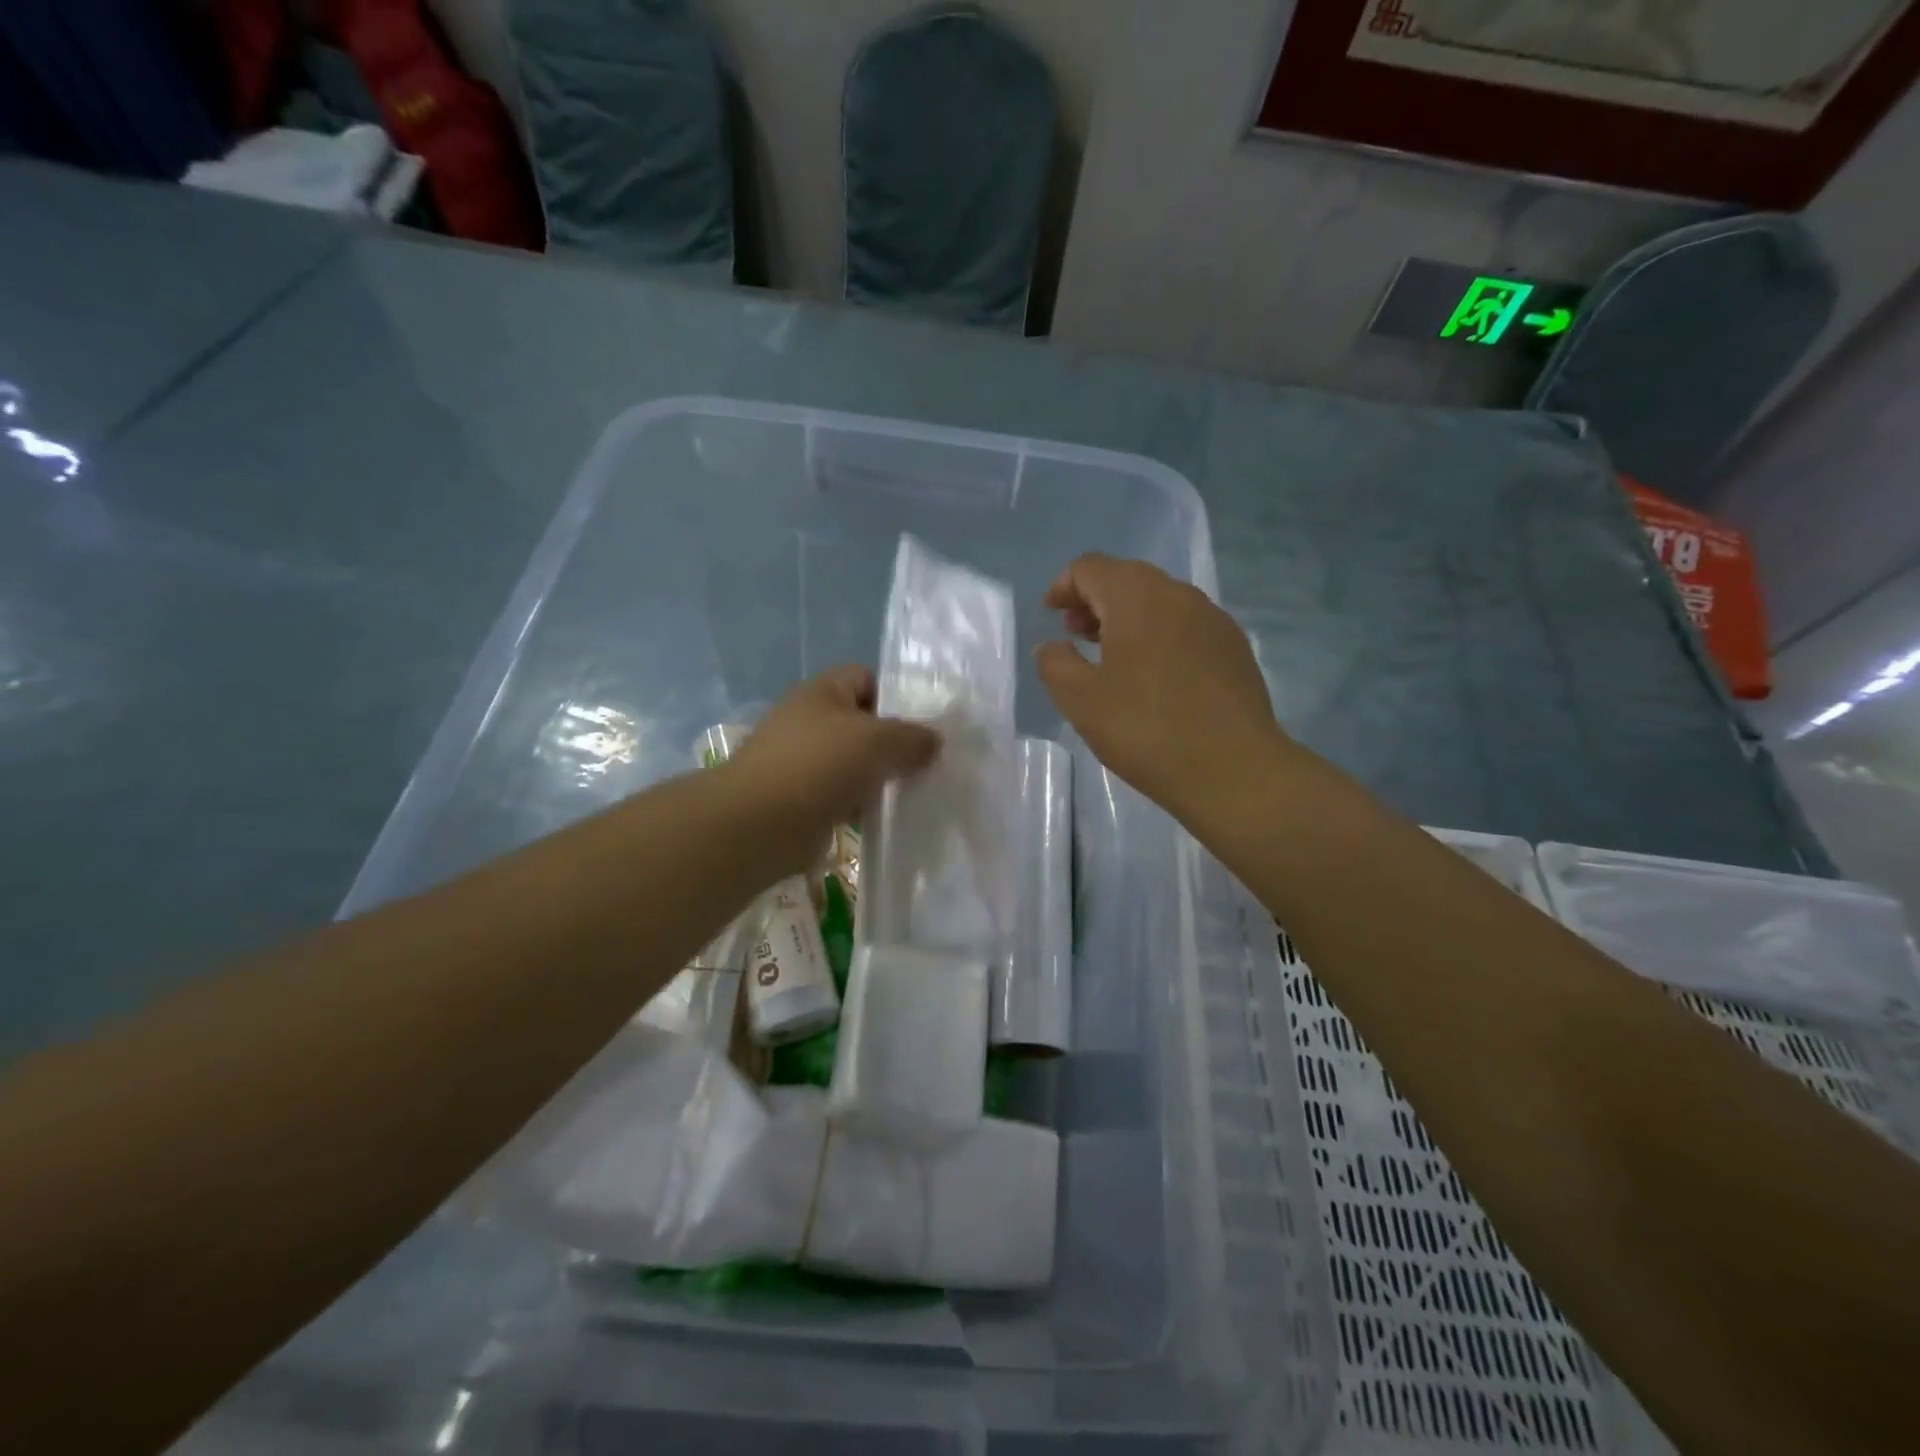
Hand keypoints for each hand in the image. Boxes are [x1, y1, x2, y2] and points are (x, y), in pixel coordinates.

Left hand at [725, 666, 940, 873]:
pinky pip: (843, 795)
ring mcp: (803, 760)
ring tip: (914, 790)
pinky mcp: (802, 798)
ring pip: (855, 762)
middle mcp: (810, 720)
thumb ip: (913, 737)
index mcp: (822, 691)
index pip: (866, 678)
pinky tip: (887, 816)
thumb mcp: (878, 740)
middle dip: (894, 742)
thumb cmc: (819, 765)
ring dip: (880, 777)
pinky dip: (862, 804)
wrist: (759, 823)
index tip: (925, 723)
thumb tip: (934, 741)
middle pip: (863, 723)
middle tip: (928, 761)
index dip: (896, 695)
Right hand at [1036, 555, 1291, 816]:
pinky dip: (1158, 634)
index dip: (1063, 586)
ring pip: (1159, 601)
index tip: (1051, 615)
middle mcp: (1178, 595)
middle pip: (1127, 578)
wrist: (1233, 769)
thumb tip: (1052, 646)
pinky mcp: (1234, 647)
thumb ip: (1055, 664)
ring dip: (1127, 617)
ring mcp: (1213, 619)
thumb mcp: (1081, 701)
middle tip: (1075, 634)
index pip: (1091, 567)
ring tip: (1111, 656)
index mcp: (1137, 598)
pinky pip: (1185, 625)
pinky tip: (1154, 675)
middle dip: (1094, 600)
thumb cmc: (1146, 730)